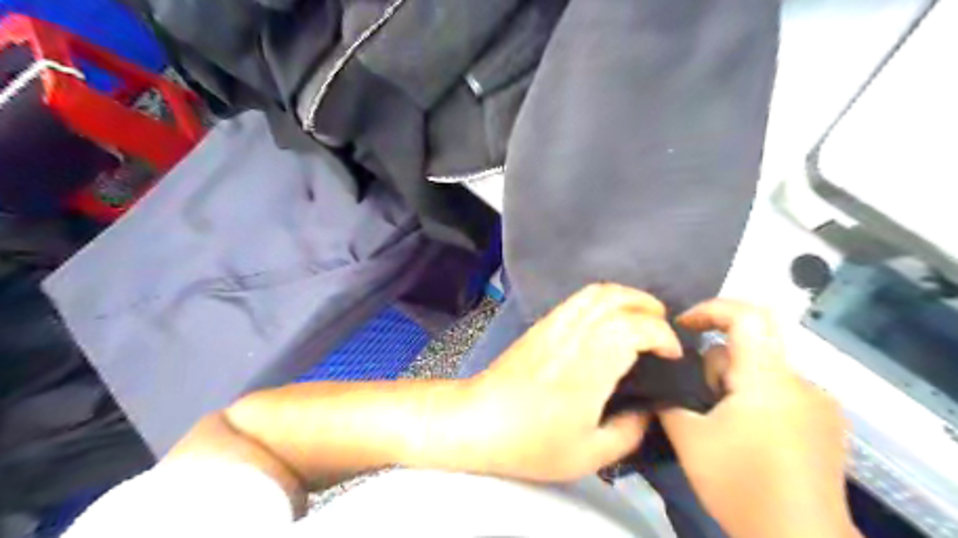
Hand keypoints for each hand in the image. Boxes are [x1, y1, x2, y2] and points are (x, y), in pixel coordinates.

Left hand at [445, 284, 683, 480]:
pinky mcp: (542, 323)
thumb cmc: (532, 442)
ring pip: (597, 292)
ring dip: (627, 297)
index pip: (634, 327)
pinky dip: (604, 299)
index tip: (672, 355)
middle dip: (649, 308)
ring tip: (642, 318)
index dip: (662, 335)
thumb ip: (630, 431)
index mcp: (589, 366)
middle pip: (618, 299)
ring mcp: (555, 324)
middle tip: (663, 331)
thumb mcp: (589, 454)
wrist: (479, 420)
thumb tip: (648, 410)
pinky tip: (609, 319)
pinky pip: (578, 298)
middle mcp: (574, 335)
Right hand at [660, 301, 861, 537]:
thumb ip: (668, 400)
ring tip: (717, 421)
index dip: (711, 309)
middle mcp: (800, 383)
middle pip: (750, 346)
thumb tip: (660, 381)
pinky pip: (779, 392)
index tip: (683, 326)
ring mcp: (818, 405)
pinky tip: (744, 434)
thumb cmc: (741, 486)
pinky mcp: (824, 425)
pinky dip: (753, 399)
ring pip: (762, 371)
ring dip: (733, 384)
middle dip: (715, 362)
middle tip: (696, 396)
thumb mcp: (689, 439)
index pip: (747, 316)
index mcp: (767, 380)